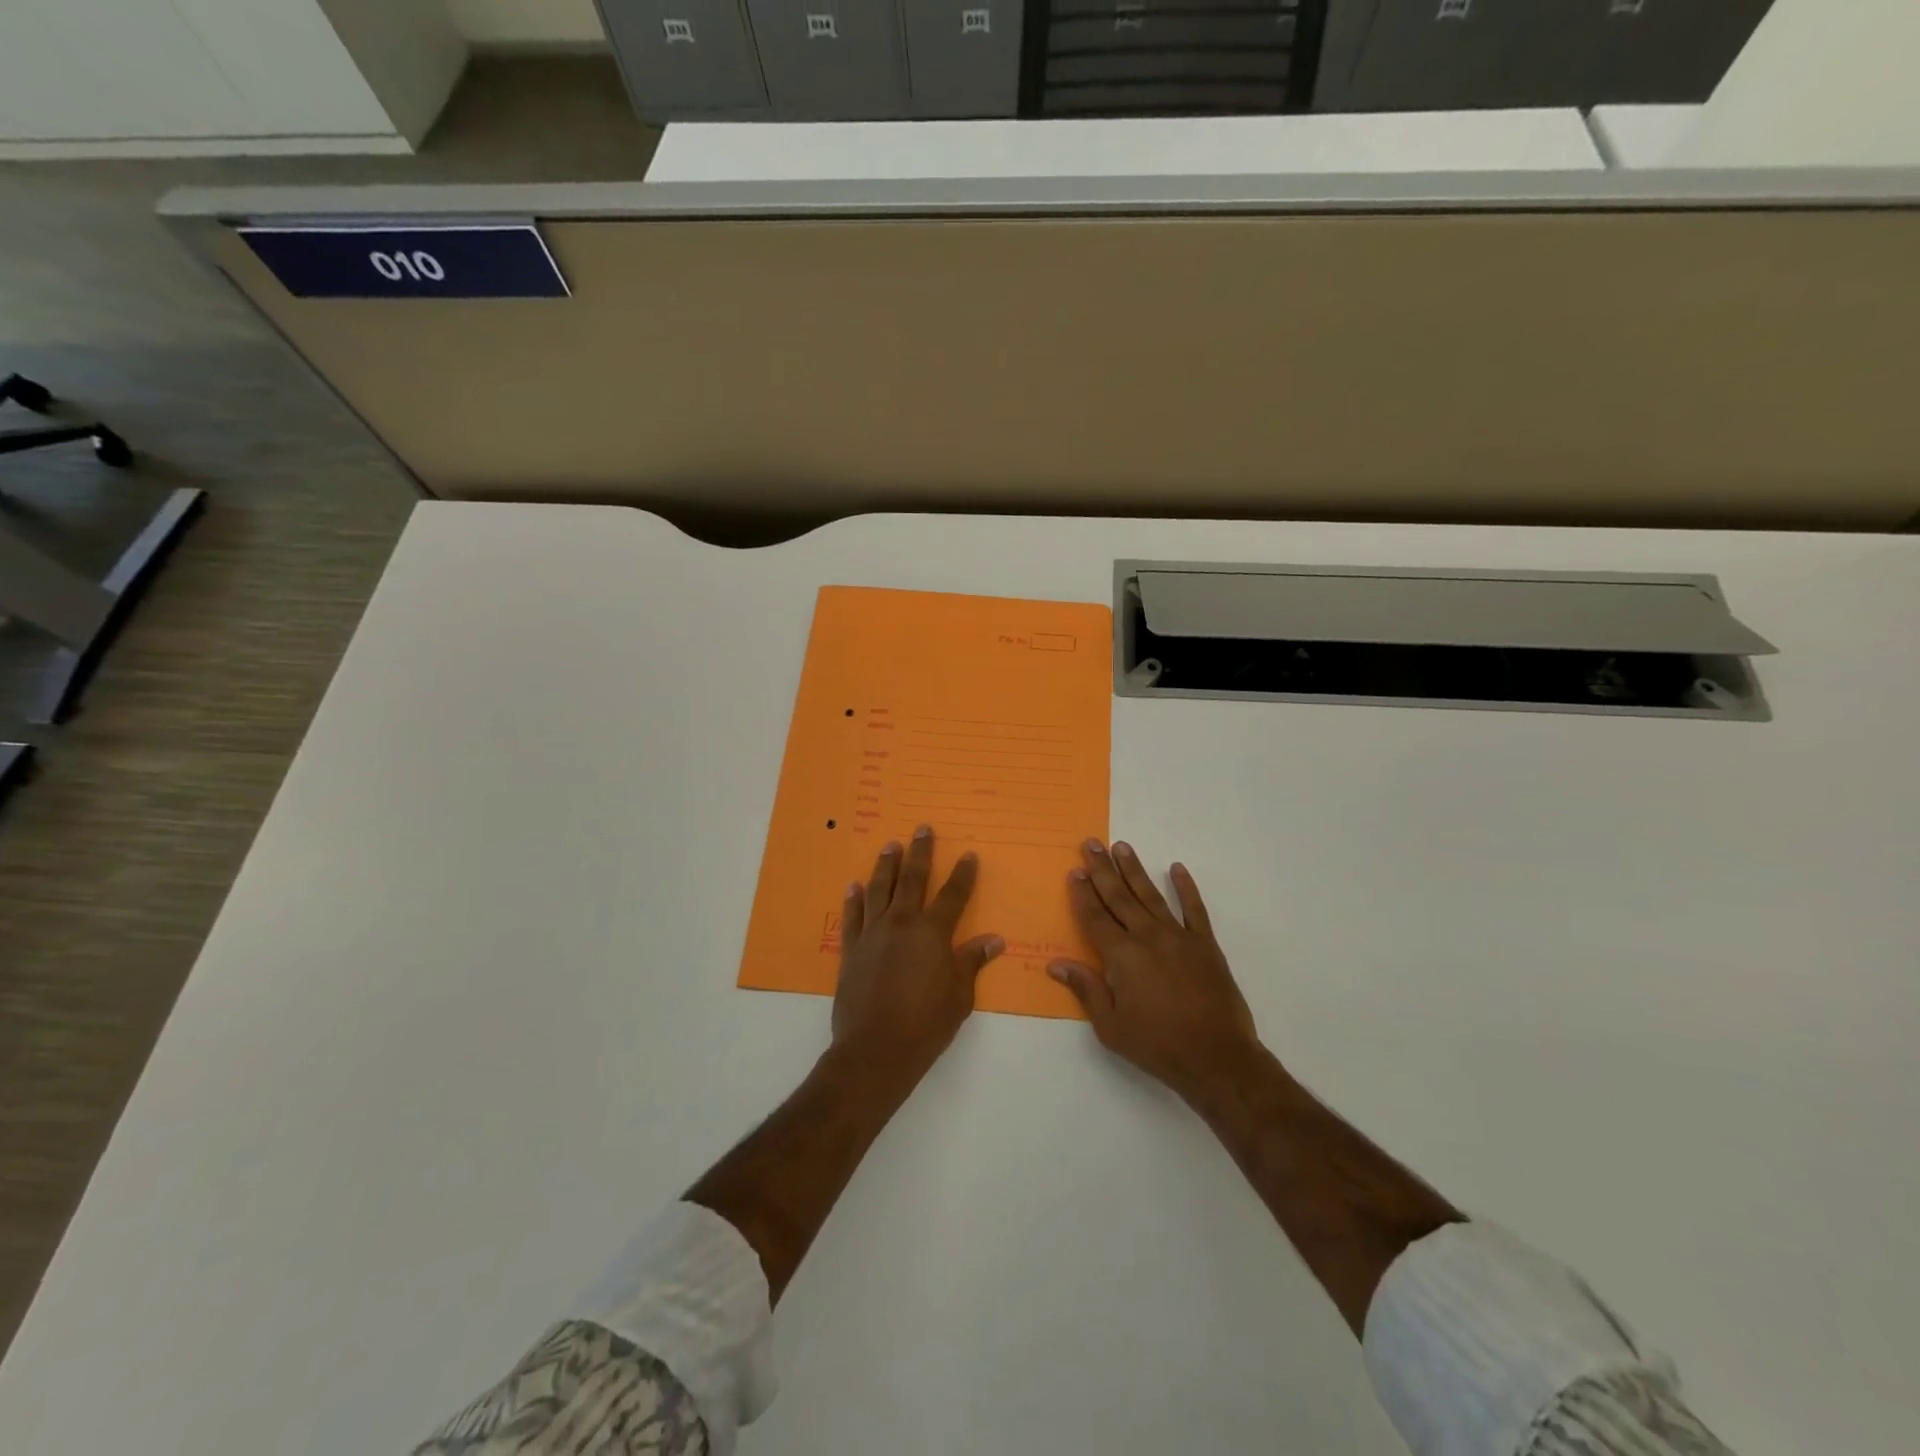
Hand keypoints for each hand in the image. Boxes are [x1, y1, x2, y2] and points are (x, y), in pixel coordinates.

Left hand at [832, 826, 1004, 1085]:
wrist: (875, 1049)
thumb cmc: (926, 1024)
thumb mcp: (959, 996)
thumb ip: (972, 962)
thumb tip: (994, 940)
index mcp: (933, 933)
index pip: (953, 895)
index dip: (962, 874)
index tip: (968, 854)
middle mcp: (902, 923)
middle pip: (913, 879)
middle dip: (920, 853)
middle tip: (922, 828)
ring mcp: (873, 934)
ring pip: (879, 889)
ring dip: (885, 865)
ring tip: (890, 845)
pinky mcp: (851, 949)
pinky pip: (852, 917)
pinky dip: (853, 899)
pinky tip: (853, 886)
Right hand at [1048, 840, 1258, 1102]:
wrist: (1217, 1058)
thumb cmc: (1158, 1045)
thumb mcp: (1111, 1027)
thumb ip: (1086, 990)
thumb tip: (1057, 964)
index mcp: (1122, 956)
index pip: (1095, 916)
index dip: (1083, 893)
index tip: (1074, 871)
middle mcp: (1148, 937)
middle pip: (1119, 897)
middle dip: (1102, 869)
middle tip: (1092, 844)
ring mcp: (1179, 937)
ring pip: (1151, 895)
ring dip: (1134, 870)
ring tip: (1121, 846)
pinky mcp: (1205, 945)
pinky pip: (1194, 909)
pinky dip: (1186, 887)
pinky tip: (1177, 868)